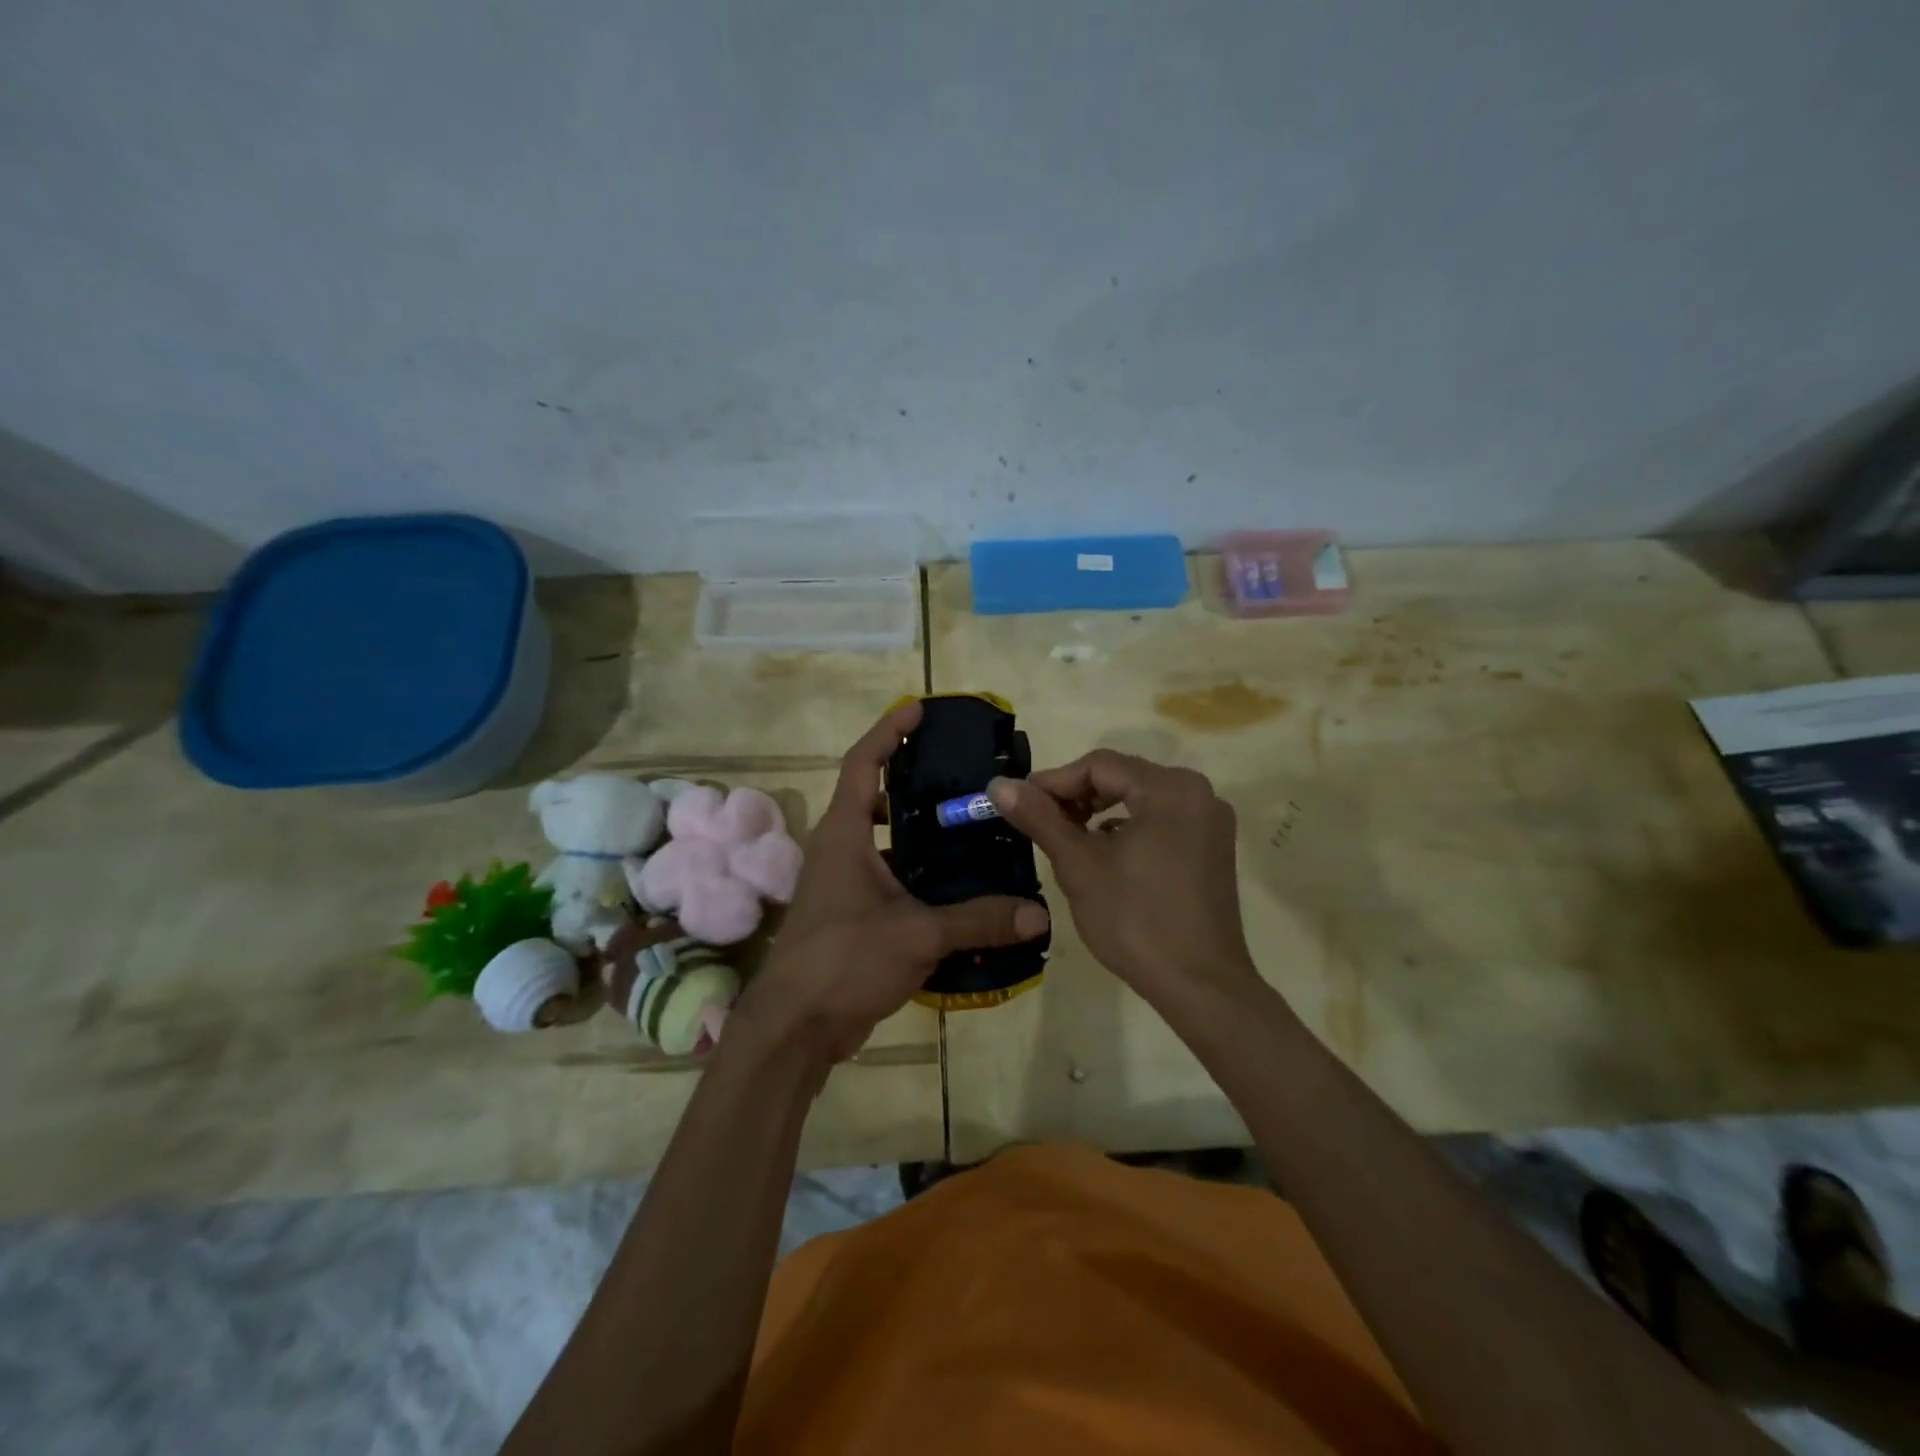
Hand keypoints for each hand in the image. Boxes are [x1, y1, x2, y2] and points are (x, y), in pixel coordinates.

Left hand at [730, 702, 1050, 1064]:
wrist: (795, 1028)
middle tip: (961, 774)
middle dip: (912, 779)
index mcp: (844, 833)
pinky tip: (957, 885)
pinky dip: (919, 872)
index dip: (888, 731)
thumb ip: (979, 920)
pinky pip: (890, 878)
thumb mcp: (917, 934)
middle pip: (875, 796)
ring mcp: (843, 883)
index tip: (917, 709)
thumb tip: (1039, 914)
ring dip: (918, 830)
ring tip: (968, 826)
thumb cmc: (844, 960)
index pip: (863, 763)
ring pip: (884, 840)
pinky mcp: (852, 915)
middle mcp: (840, 849)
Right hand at [987, 750, 1259, 1010]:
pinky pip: (1161, 819)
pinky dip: (1128, 828)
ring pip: (1140, 799)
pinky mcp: (1212, 847)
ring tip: (1067, 839)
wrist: (1200, 986)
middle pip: (1122, 777)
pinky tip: (1105, 855)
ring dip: (1099, 812)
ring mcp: (1210, 821)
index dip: (1054, 782)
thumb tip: (999, 784)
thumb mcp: (1078, 865)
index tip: (1019, 804)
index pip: (1099, 765)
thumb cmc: (1135, 920)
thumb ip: (1039, 818)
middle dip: (1076, 796)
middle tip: (1040, 822)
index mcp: (1170, 789)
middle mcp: (1198, 793)